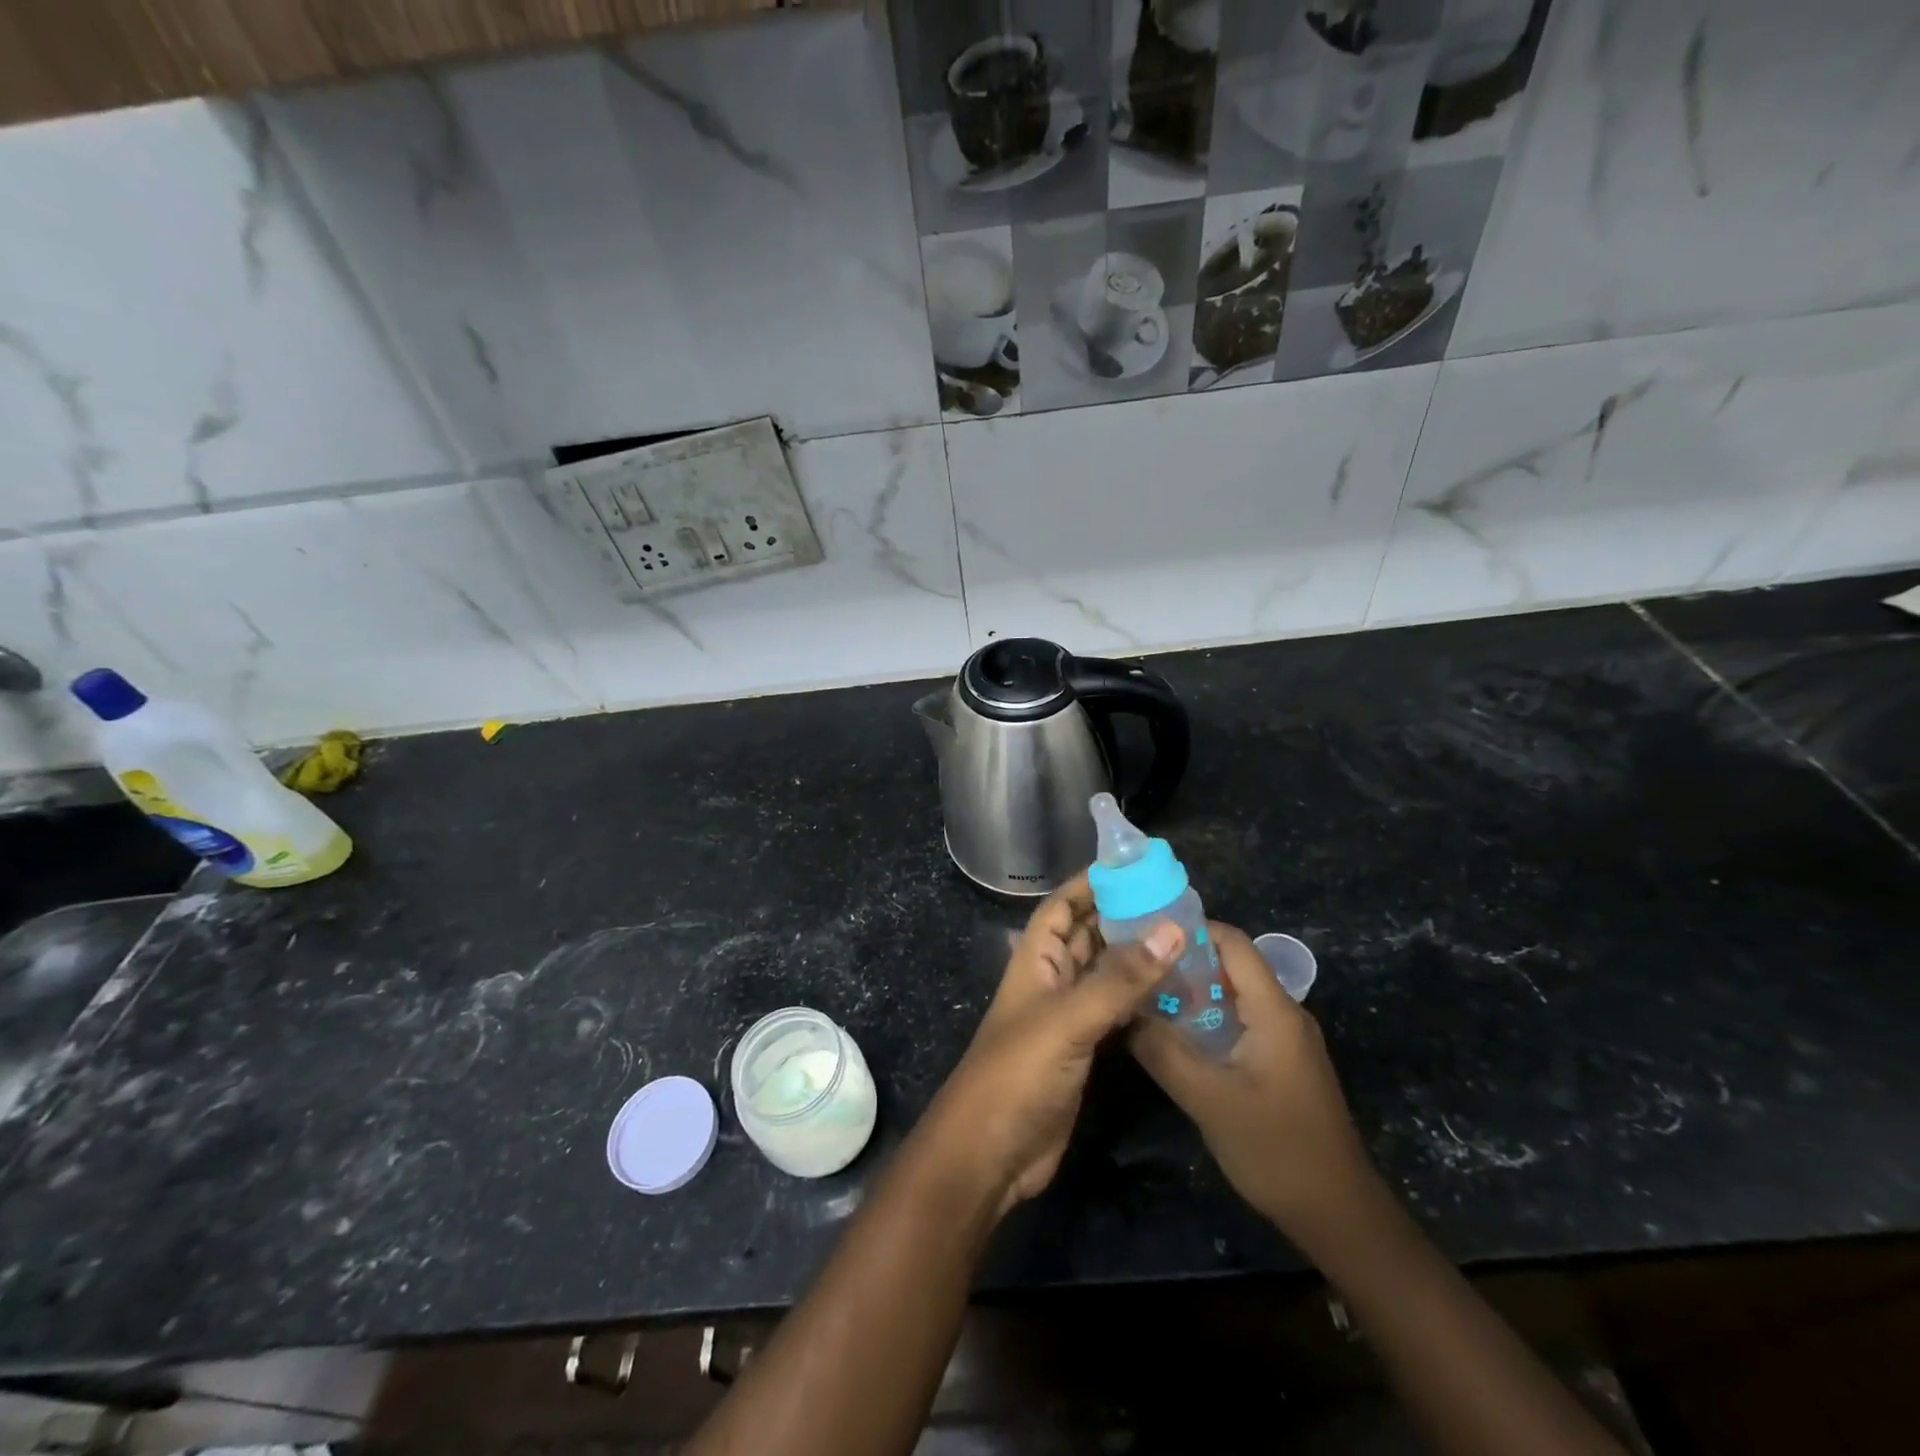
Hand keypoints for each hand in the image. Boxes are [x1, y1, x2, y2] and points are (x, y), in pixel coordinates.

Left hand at [918, 873, 1179, 1214]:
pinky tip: (1175, 994)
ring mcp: (1066, 1017)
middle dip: (1123, 915)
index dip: (1090, 883)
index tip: (1134, 867)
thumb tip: (1171, 928)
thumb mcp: (1067, 1021)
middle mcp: (1050, 980)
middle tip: (1175, 902)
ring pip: (1105, 973)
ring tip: (1185, 940)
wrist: (990, 1154)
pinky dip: (1141, 999)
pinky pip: (1115, 1011)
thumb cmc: (1017, 1075)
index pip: (1061, 906)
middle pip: (1087, 935)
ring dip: (1136, 957)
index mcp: (1035, 960)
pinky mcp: (1083, 1050)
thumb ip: (1118, 979)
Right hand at [1129, 921, 1379, 1249]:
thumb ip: (1161, 1050)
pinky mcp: (1281, 1062)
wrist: (1338, 1215)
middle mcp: (1284, 1013)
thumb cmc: (1275, 1149)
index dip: (1190, 929)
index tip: (1144, 934)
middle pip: (1231, 965)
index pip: (1232, 942)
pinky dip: (1207, 1018)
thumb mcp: (1207, 1098)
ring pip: (1233, 995)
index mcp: (1274, 1010)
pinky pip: (1240, 1021)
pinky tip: (1176, 1036)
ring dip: (1192, 993)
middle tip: (1136, 968)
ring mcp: (1285, 1039)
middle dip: (1183, 962)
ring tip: (1145, 998)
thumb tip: (1121, 1010)